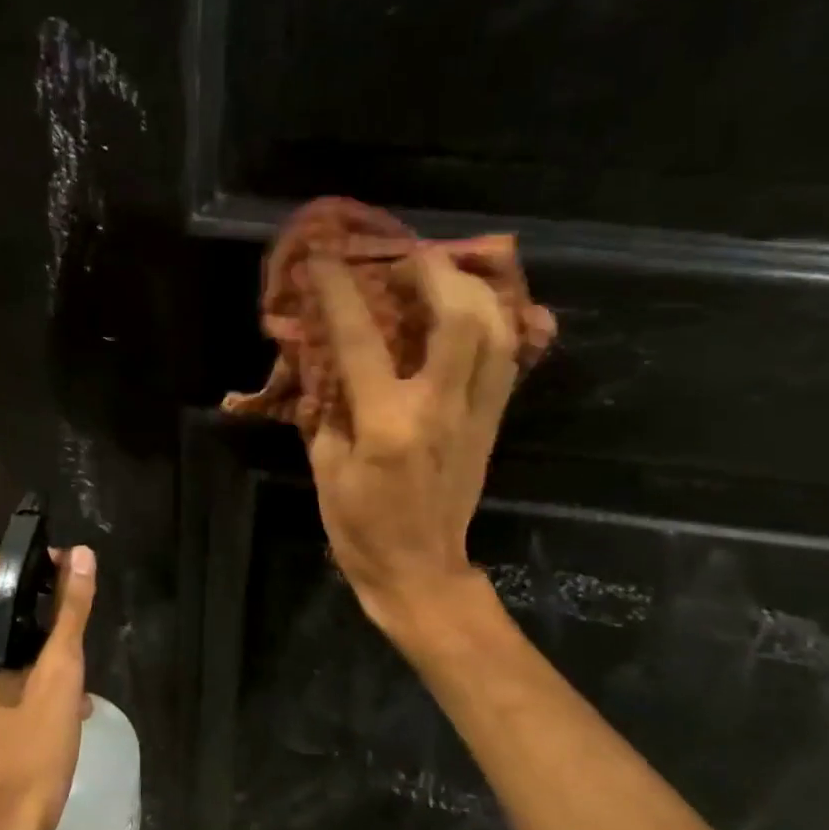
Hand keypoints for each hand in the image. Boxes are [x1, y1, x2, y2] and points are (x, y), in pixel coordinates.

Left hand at [0, 545, 96, 829]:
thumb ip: (71, 609)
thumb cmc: (31, 747)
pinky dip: (33, 668)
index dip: (32, 564)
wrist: (8, 829)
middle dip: (42, 605)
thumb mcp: (60, 672)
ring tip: (79, 655)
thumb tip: (81, 555)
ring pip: (4, 638)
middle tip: (80, 612)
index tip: (70, 571)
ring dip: (43, 640)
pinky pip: (2, 667)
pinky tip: (69, 692)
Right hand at [307, 249, 536, 636]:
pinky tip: (474, 310)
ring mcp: (477, 414)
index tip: (325, 259)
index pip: (362, 339)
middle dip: (435, 271)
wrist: (421, 573)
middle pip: (460, 317)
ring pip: (499, 331)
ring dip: (475, 289)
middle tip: (408, 256)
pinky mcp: (493, 423)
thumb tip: (321, 362)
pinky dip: (496, 323)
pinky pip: (507, 359)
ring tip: (445, 273)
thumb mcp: (326, 471)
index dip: (339, 291)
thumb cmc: (362, 529)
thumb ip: (325, 409)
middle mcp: (441, 408)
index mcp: (388, 423)